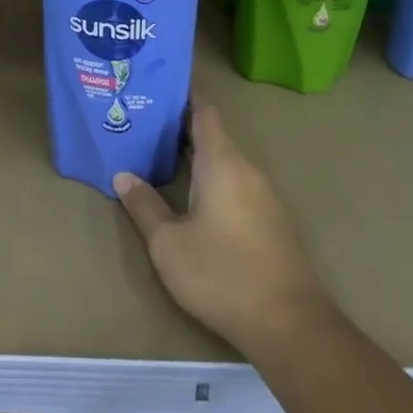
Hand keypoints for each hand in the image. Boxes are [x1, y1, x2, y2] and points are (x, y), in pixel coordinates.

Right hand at [114, 103, 330, 360]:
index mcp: (221, 162)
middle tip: (139, 123)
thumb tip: (123, 175)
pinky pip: (233, 183)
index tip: (154, 87)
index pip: (203, 111)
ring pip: (222, 161)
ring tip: (154, 155)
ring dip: (191, 155)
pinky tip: (185, 194)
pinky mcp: (268, 220)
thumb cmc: (221, 273)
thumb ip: (144, 205)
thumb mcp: (167, 242)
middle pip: (211, 135)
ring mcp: (262, 196)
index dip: (181, 95)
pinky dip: (207, 178)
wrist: (289, 325)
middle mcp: (245, 169)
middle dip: (176, 127)